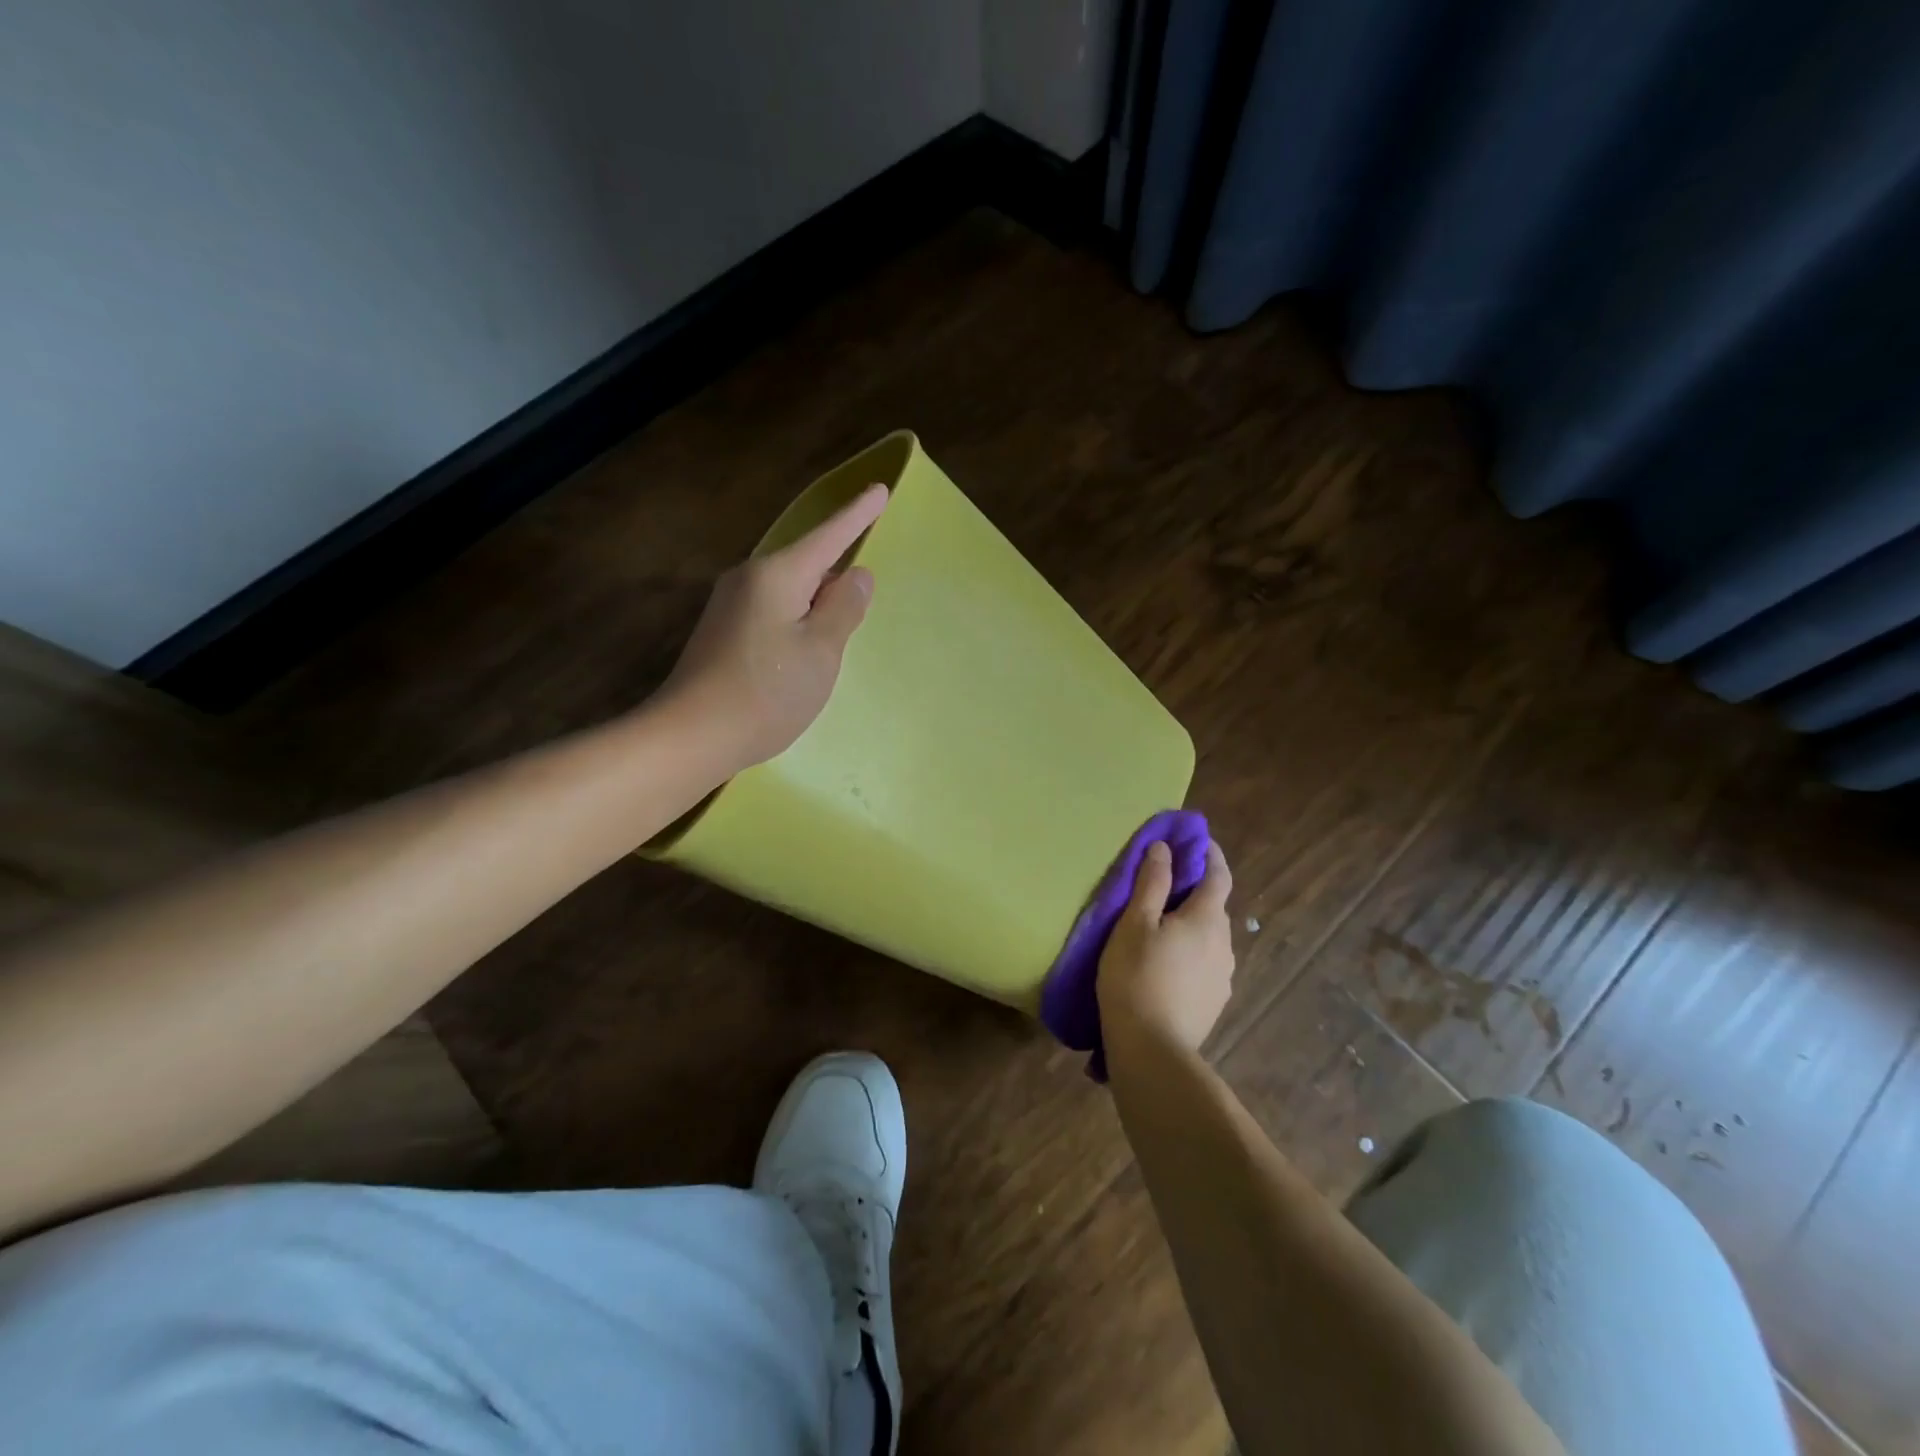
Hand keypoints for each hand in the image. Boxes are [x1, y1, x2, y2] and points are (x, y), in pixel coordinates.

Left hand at [659, 484, 887, 770]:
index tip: (880, 490)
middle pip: (808, 566)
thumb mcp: (822, 651)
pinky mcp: (722, 632)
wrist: (691, 735)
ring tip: (826, 651)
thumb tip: (856, 574)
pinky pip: (773, 613)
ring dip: (814, 611)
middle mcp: (749, 578)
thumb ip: (844, 608)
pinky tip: (796, 662)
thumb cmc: (767, 691)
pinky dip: (794, 626)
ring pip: (790, 593)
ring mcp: (730, 605)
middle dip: (835, 583)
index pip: (829, 536)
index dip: (857, 516)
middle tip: (855, 619)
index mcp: (778, 574)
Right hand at [1097, 841, 1235, 1052]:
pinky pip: (1204, 965)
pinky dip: (1189, 953)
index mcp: (1208, 919)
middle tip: (1162, 885)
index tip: (1196, 841)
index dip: (1209, 854)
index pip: (1219, 875)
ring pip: (1209, 938)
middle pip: (1214, 908)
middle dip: (1194, 891)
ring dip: (1190, 926)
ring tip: (1159, 929)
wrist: (1152, 1050)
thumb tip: (1164, 848)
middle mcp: (1224, 945)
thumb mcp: (1134, 923)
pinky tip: (1165, 966)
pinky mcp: (1213, 1003)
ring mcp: (1222, 977)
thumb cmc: (1136, 977)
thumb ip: (1151, 883)